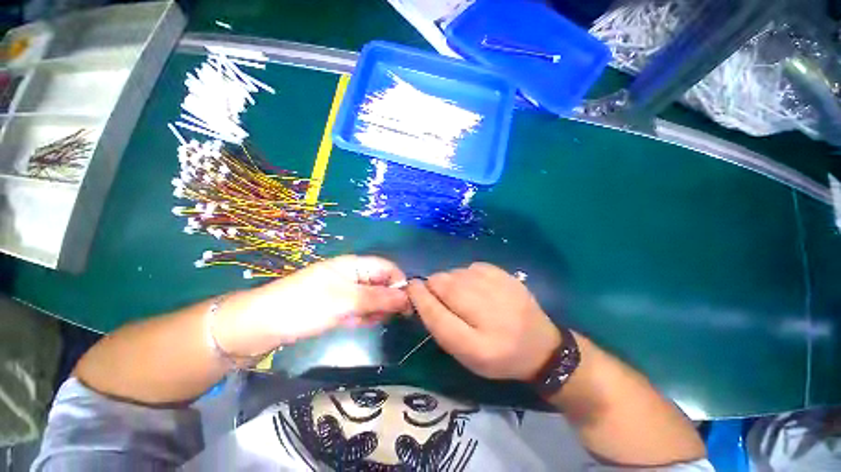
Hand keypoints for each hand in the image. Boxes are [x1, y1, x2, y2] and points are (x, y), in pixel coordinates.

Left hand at [216, 255, 410, 355]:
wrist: (263, 325)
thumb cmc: (306, 305)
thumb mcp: (346, 301)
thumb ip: (378, 298)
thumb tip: (407, 298)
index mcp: (355, 265)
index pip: (387, 268)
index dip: (399, 283)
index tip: (407, 305)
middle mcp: (353, 274)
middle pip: (382, 283)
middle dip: (387, 299)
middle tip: (385, 317)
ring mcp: (346, 290)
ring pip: (372, 297)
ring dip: (375, 310)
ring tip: (366, 321)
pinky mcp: (339, 304)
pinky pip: (360, 308)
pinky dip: (362, 316)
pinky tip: (355, 324)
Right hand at [407, 262, 560, 380]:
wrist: (540, 346)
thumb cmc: (497, 355)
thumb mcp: (465, 354)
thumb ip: (440, 325)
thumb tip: (421, 293)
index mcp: (476, 345)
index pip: (436, 314)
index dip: (419, 297)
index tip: (411, 288)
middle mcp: (488, 312)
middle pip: (444, 285)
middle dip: (434, 287)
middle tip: (441, 297)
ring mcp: (499, 288)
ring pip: (455, 273)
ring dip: (450, 282)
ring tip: (463, 295)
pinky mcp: (505, 274)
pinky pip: (470, 266)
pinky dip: (466, 275)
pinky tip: (477, 287)